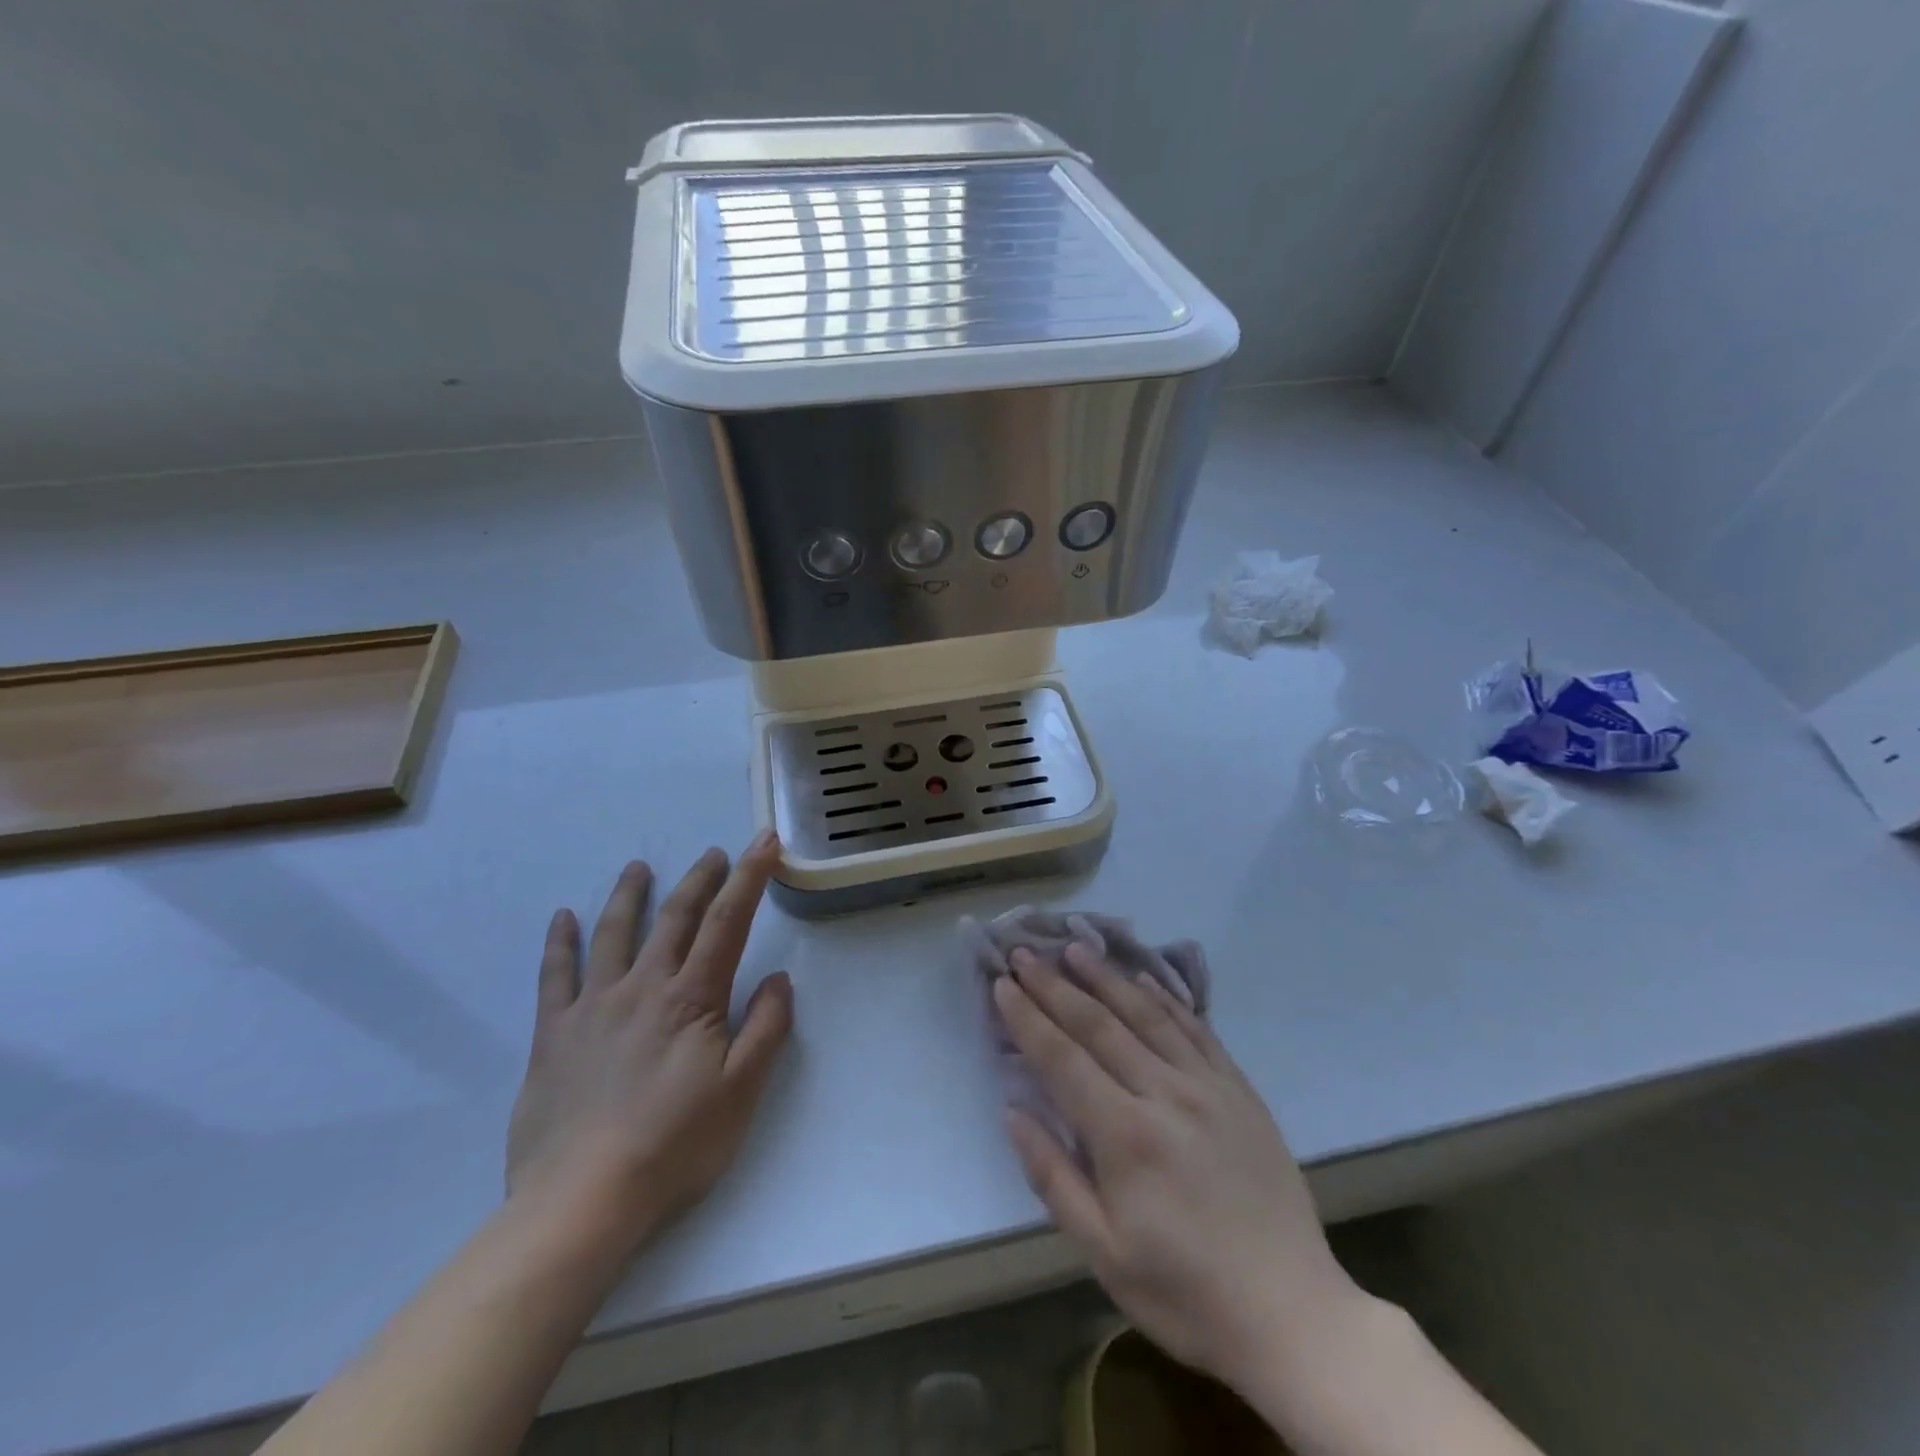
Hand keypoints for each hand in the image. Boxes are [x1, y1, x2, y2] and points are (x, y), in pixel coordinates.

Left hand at [505, 833, 794, 1256]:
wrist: (581, 1201)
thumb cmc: (674, 1146)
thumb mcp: (742, 1091)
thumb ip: (767, 1028)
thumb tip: (779, 978)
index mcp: (693, 999)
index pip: (728, 922)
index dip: (750, 877)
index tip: (764, 842)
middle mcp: (644, 987)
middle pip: (675, 917)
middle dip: (700, 879)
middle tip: (713, 853)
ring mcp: (594, 1006)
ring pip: (614, 934)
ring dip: (629, 895)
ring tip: (638, 867)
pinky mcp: (553, 1034)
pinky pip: (555, 976)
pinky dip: (559, 943)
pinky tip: (562, 918)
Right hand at [994, 943, 1362, 1395]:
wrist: (1291, 1314)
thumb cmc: (1185, 1292)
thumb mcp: (1104, 1253)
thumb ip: (1053, 1177)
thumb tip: (1014, 1112)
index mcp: (1125, 1136)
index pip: (1063, 1058)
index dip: (1028, 1018)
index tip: (1002, 984)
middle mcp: (1165, 1094)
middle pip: (1099, 1025)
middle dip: (1056, 985)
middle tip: (1024, 953)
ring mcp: (1208, 1086)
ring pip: (1147, 1014)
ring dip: (1106, 978)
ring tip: (1075, 948)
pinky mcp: (1239, 1090)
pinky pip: (1196, 1029)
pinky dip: (1164, 998)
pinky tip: (1143, 979)